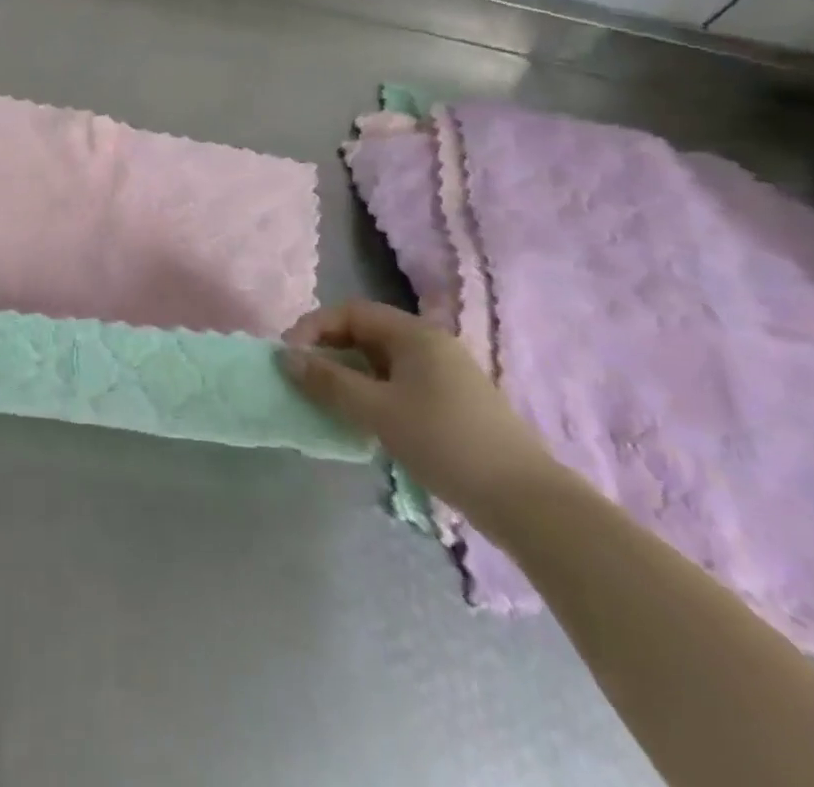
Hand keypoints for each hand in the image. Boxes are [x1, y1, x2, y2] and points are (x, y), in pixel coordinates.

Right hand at [278, 299, 560, 522]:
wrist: (527, 502)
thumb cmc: (445, 443)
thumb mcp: (377, 411)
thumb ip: (329, 382)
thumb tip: (286, 358)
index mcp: (414, 334)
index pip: (351, 311)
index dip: (314, 327)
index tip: (289, 356)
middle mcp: (431, 344)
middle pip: (367, 333)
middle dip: (330, 351)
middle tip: (304, 379)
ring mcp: (446, 375)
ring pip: (382, 361)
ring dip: (350, 375)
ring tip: (328, 402)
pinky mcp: (454, 404)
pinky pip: (399, 384)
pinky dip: (373, 393)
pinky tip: (366, 422)